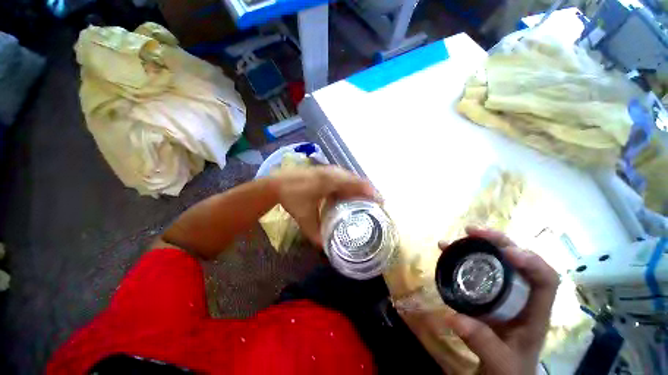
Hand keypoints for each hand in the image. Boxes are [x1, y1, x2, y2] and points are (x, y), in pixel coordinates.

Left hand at [271, 166, 376, 245]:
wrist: (275, 184)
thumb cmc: (291, 199)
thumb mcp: (304, 218)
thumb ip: (316, 235)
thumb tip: (325, 249)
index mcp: (331, 181)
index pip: (357, 184)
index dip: (371, 192)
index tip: (381, 202)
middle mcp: (333, 173)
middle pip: (357, 179)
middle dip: (368, 190)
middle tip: (376, 203)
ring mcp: (328, 170)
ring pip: (350, 177)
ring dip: (360, 186)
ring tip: (367, 199)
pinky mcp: (324, 171)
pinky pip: (343, 176)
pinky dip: (350, 184)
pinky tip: (350, 194)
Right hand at [438, 227, 558, 374]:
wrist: (500, 371)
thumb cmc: (509, 368)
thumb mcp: (501, 363)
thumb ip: (483, 344)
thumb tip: (454, 317)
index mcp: (534, 312)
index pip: (546, 280)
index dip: (532, 262)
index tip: (507, 253)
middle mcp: (521, 295)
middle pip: (519, 260)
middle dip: (500, 242)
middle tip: (475, 232)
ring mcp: (503, 291)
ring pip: (497, 259)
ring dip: (480, 244)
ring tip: (462, 234)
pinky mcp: (485, 291)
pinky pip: (477, 267)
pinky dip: (463, 255)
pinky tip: (447, 249)